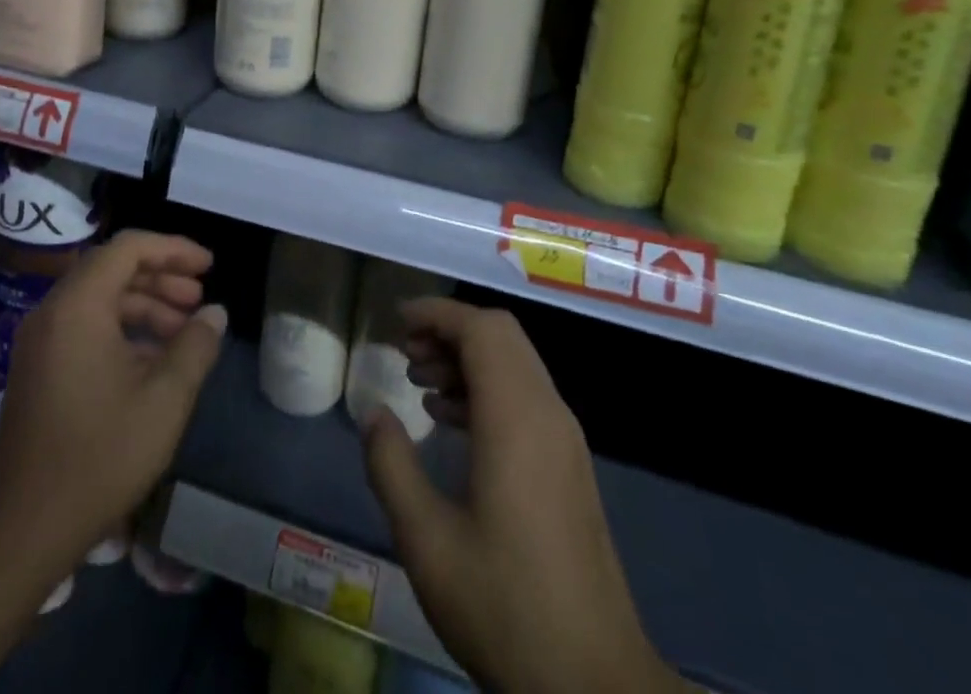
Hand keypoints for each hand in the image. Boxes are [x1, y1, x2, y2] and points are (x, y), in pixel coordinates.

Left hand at [0, 230, 227, 591]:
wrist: (22, 534)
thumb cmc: (99, 457)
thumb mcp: (164, 400)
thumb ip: (195, 346)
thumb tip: (215, 313)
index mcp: (78, 306)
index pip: (129, 248)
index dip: (174, 249)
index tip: (209, 266)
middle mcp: (53, 312)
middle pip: (113, 268)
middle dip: (162, 276)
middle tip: (200, 297)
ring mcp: (41, 342)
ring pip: (100, 298)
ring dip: (145, 304)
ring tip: (186, 329)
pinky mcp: (38, 370)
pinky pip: (85, 326)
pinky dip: (123, 329)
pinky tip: (155, 360)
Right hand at [363, 300, 685, 693]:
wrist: (596, 685)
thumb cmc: (506, 608)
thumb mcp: (427, 541)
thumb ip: (392, 465)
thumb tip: (374, 413)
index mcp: (517, 418)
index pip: (481, 329)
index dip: (437, 313)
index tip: (397, 322)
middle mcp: (548, 413)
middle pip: (501, 336)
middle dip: (450, 330)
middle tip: (405, 353)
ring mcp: (565, 440)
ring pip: (515, 364)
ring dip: (468, 359)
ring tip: (420, 384)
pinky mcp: (569, 466)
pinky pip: (525, 397)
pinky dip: (486, 389)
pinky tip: (452, 423)